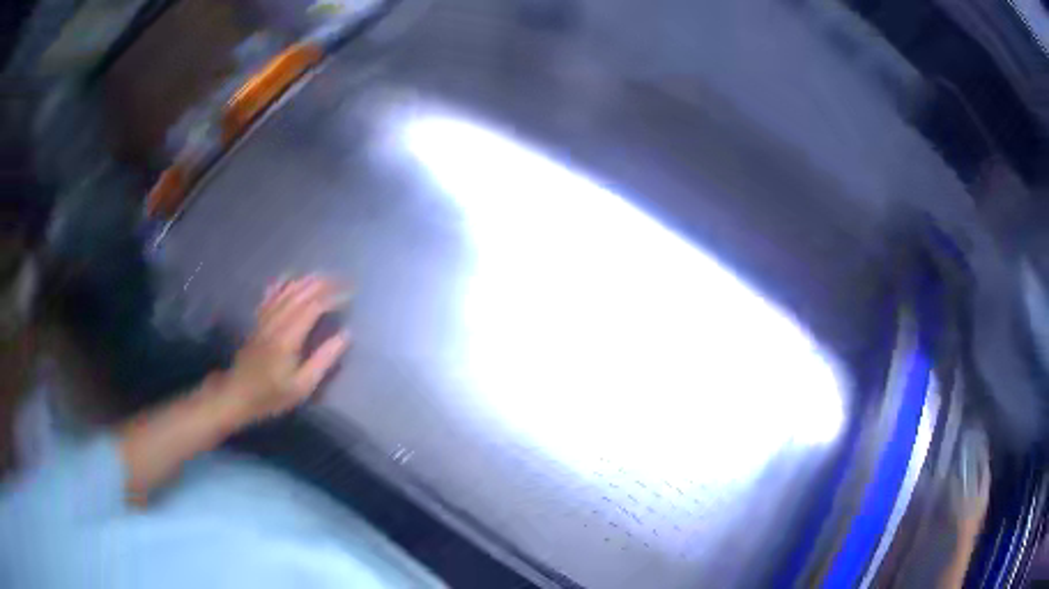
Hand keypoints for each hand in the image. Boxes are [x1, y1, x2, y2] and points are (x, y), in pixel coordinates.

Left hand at [218, 275, 350, 423]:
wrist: (237, 395)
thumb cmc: (271, 395)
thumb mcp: (302, 386)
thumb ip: (323, 360)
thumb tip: (345, 335)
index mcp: (289, 337)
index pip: (314, 307)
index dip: (333, 297)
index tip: (350, 294)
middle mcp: (276, 322)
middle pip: (300, 294)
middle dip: (322, 284)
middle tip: (342, 279)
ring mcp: (265, 320)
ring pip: (286, 292)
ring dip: (305, 281)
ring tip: (323, 275)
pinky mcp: (257, 322)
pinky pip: (270, 296)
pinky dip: (281, 284)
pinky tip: (288, 277)